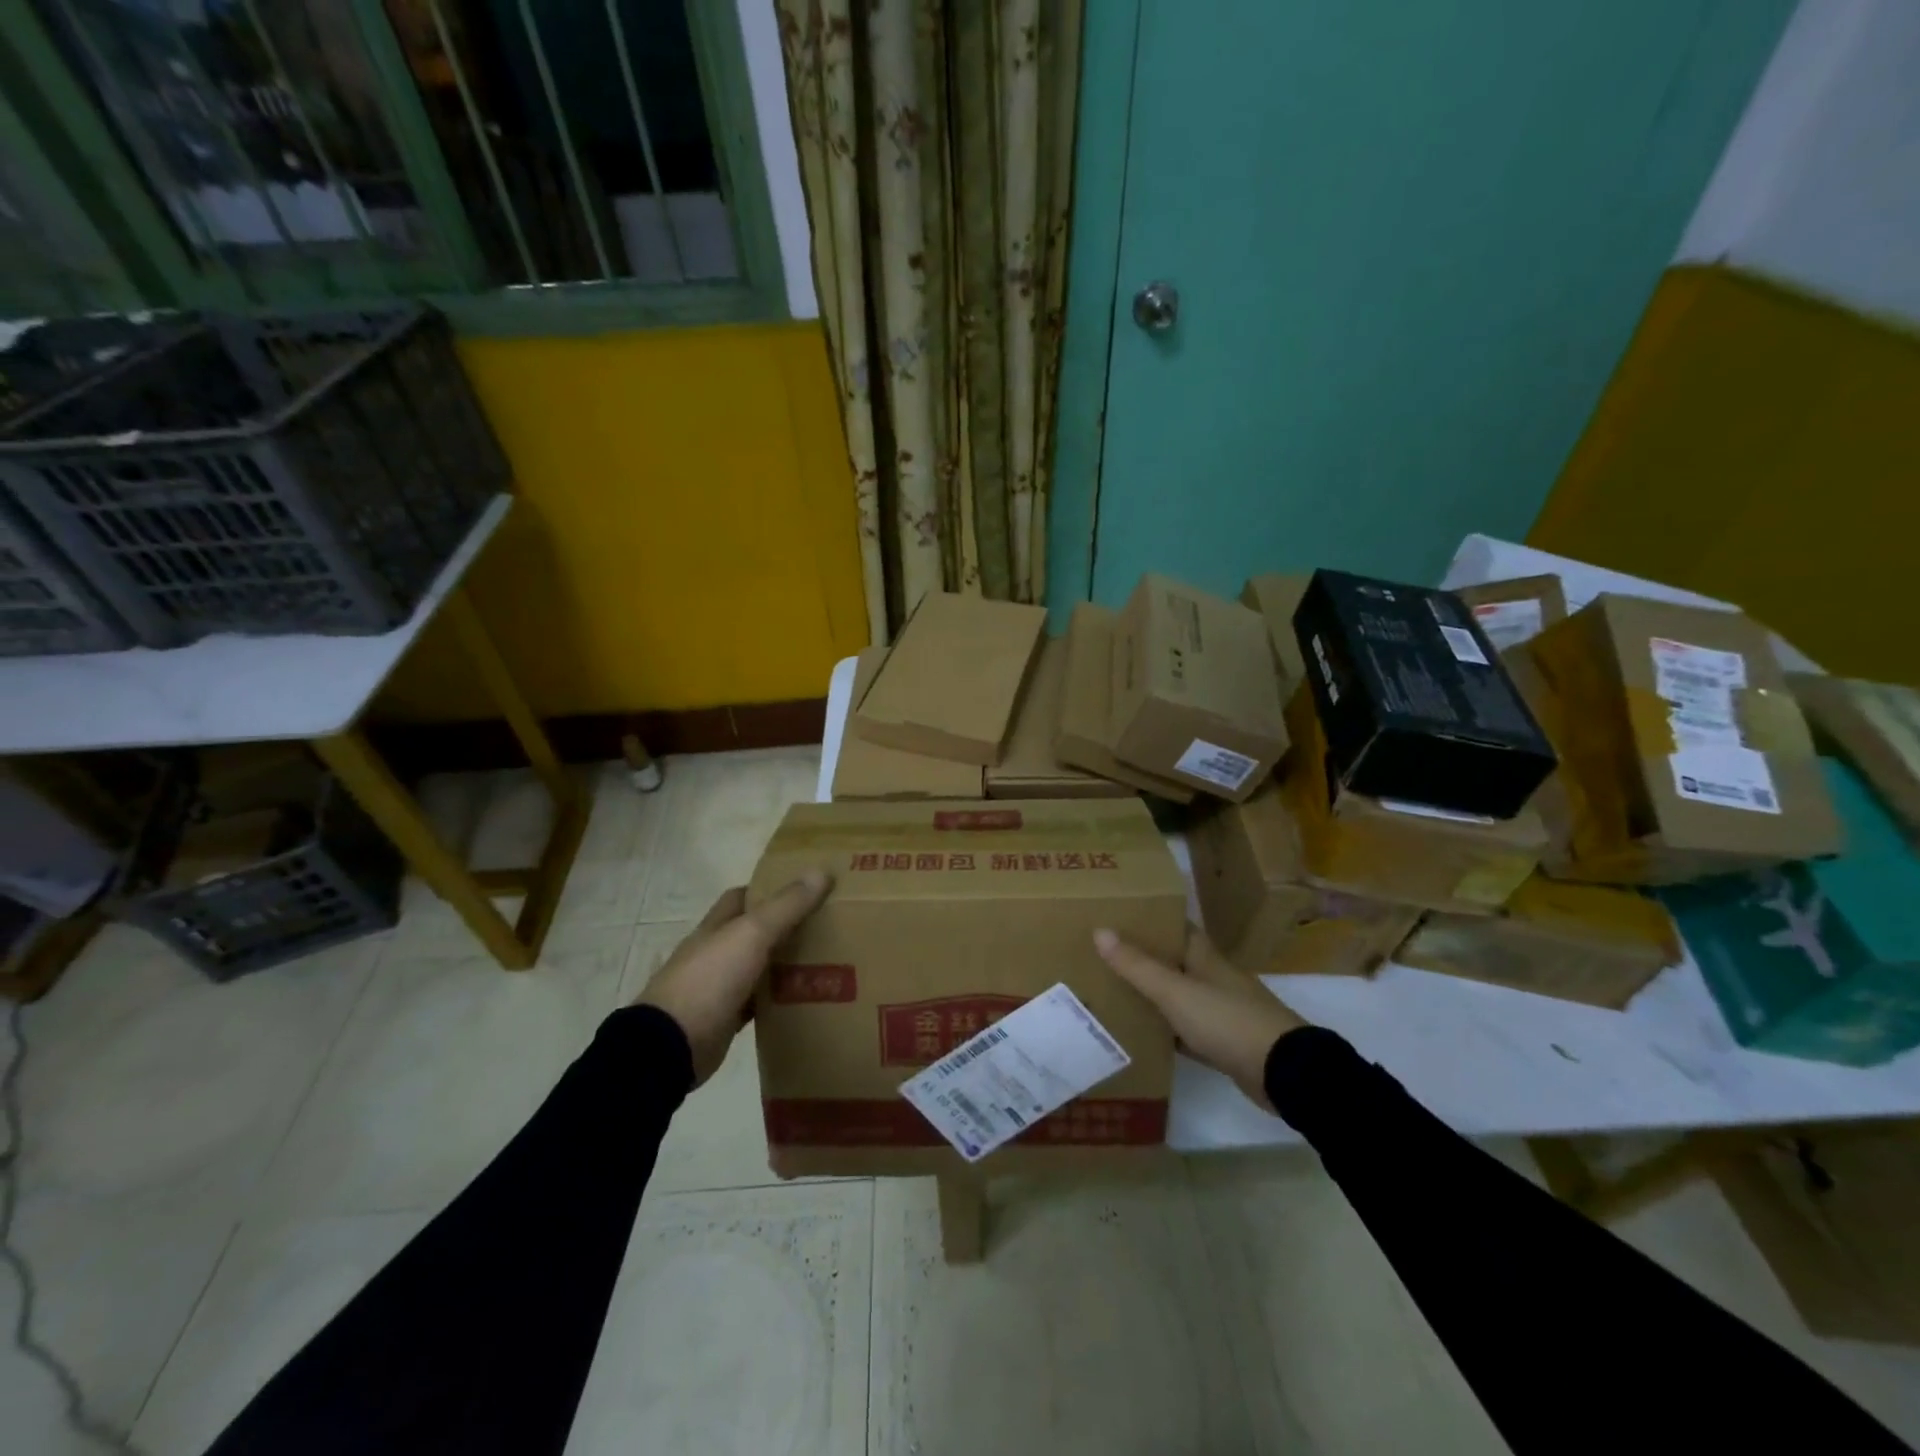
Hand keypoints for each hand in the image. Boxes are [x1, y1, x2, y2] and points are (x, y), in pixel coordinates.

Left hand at [636, 870, 830, 1085]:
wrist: (671, 1046)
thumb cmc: (709, 980)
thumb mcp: (751, 934)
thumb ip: (786, 906)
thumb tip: (821, 871)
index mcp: (716, 926)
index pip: (742, 897)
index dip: (770, 889)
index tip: (805, 888)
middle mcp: (715, 952)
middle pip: (754, 932)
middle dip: (785, 926)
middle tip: (827, 924)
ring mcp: (719, 987)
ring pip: (759, 967)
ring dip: (785, 963)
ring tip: (829, 959)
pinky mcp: (726, 1019)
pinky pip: (759, 1003)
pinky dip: (779, 999)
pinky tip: (806, 997)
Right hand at [1094, 924, 1306, 1112]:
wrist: (1283, 1072)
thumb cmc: (1227, 1020)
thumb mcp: (1175, 991)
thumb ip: (1137, 965)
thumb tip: (1099, 930)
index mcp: (1204, 956)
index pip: (1174, 927)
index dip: (1148, 919)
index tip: (1115, 916)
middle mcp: (1212, 977)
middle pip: (1173, 960)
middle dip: (1142, 957)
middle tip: (1101, 955)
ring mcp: (1220, 1010)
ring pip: (1178, 995)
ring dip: (1151, 994)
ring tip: (1110, 991)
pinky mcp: (1223, 1042)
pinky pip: (1185, 1029)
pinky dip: (1165, 1030)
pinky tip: (1140, 1034)